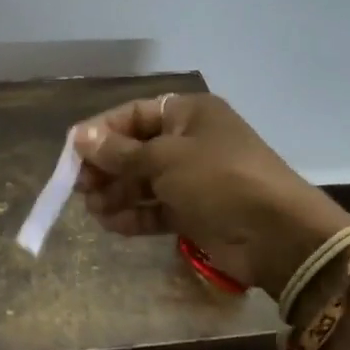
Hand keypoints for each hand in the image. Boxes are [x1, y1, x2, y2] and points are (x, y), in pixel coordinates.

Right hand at [71, 93, 349, 298]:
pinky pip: (157, 208)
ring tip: (93, 209)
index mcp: (189, 114)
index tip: (72, 152)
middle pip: (137, 149)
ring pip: (144, 181)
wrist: (276, 235)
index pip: (134, 115)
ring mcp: (194, 178)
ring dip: (117, 193)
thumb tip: (80, 137)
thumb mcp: (164, 159)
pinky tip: (111, 224)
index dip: (102, 131)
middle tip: (79, 187)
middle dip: (107, 167)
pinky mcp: (196, 212)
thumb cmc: (218, 179)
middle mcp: (191, 141)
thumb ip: (120, 152)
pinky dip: (135, 214)